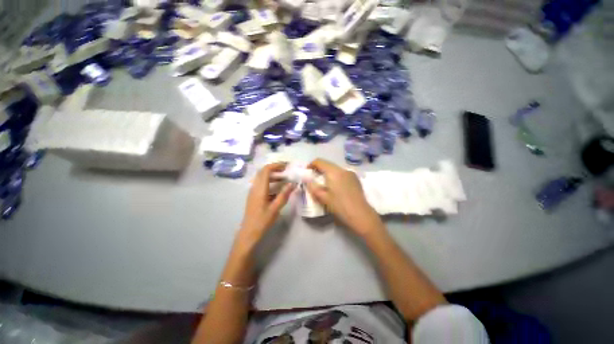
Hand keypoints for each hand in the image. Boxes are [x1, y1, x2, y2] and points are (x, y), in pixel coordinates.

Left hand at [236, 163, 294, 249]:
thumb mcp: (275, 208)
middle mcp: (255, 187)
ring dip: (273, 175)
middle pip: (263, 172)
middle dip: (275, 169)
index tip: (287, 165)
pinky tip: (278, 189)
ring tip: (285, 179)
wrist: (248, 233)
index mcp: (260, 189)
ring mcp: (253, 191)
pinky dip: (270, 182)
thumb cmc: (262, 221)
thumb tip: (293, 183)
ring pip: (262, 178)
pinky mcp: (254, 196)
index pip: (266, 170)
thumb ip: (284, 195)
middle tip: (287, 171)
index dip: (276, 165)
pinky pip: (262, 184)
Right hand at [305, 159, 383, 236]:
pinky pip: (342, 174)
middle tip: (313, 179)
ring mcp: (351, 173)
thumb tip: (306, 178)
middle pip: (328, 164)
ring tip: (324, 184)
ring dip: (327, 173)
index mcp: (334, 172)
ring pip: (335, 169)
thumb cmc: (340, 206)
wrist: (361, 215)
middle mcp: (343, 169)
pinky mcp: (355, 179)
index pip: (319, 161)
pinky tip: (335, 187)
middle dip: (319, 170)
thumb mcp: (323, 197)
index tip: (307, 172)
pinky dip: (335, 177)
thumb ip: (312, 186)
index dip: (311, 164)